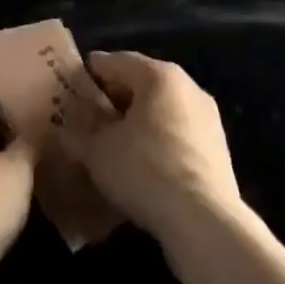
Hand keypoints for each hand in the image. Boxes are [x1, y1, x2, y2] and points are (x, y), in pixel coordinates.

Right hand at [59, 51, 241, 245]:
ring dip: (138, 121)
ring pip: (163, 110)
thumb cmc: (145, 170)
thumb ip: (78, 135)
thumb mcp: (97, 152)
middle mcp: (188, 86)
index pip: (116, 61)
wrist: (204, 222)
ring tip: (114, 143)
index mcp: (158, 75)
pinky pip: (178, 134)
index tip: (72, 86)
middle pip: (142, 83)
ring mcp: (208, 118)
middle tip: (89, 115)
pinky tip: (143, 165)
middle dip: (115, 98)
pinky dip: (158, 140)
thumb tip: (65, 130)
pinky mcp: (219, 149)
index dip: (91, 73)